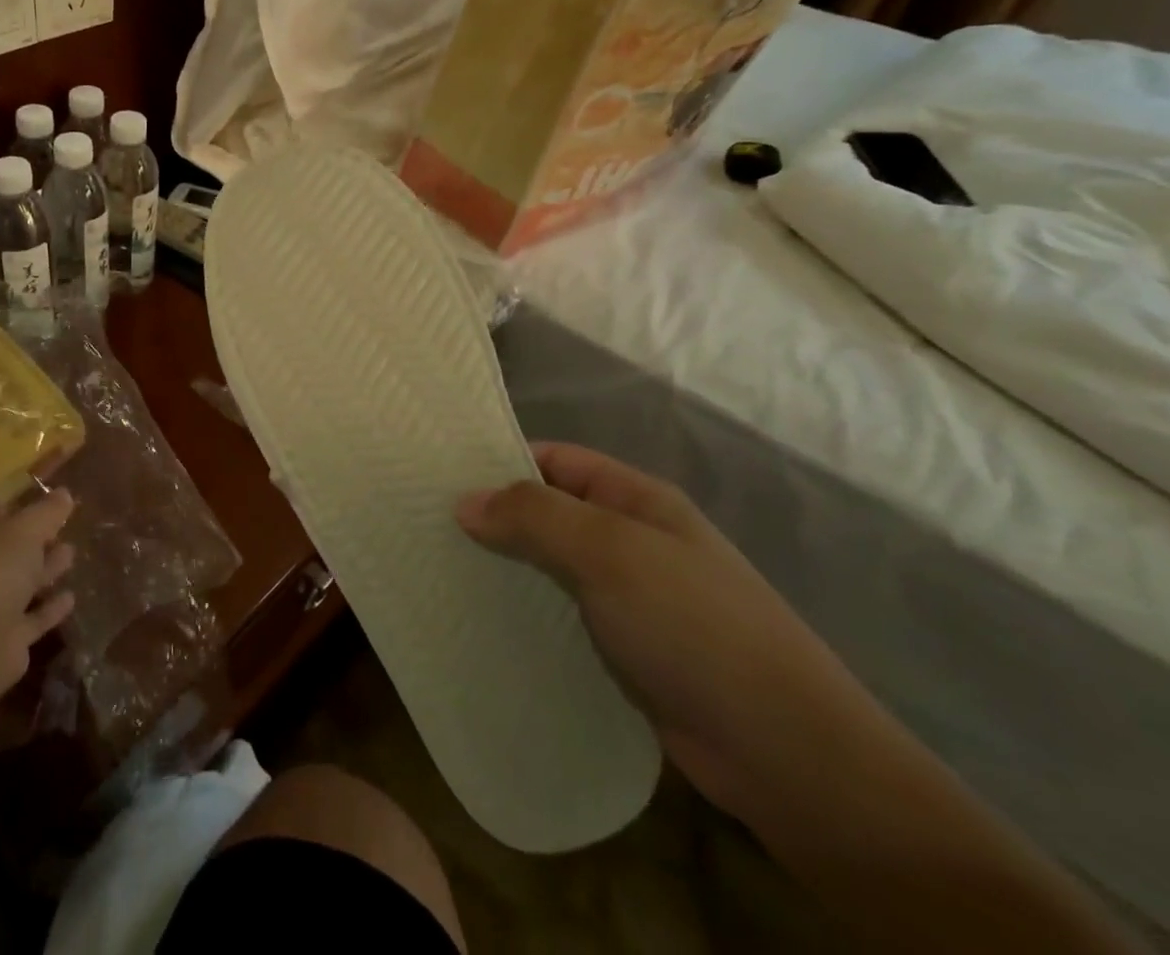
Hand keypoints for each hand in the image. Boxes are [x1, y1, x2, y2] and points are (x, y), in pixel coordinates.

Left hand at [0, 488, 77, 712]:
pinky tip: (72, 596)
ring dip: (46, 568)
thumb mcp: (23, 532)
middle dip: (36, 536)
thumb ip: (46, 512)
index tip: (48, 489)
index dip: (19, 498)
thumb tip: (65, 493)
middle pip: (9, 547)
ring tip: (72, 551)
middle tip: (66, 521)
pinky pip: (33, 617)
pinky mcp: (6, 639)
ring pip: (22, 581)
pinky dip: (50, 607)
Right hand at [456, 443, 886, 821]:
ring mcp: (630, 598)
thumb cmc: (695, 627)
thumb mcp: (610, 552)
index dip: (501, 459)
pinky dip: (526, 614)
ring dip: (505, 568)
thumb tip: (464, 500)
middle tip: (427, 524)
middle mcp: (631, 540)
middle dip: (494, 516)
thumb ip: (534, 516)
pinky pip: (562, 616)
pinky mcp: (626, 651)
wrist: (788, 756)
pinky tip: (484, 623)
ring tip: (440, 571)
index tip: (439, 475)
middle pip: (549, 512)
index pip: (554, 459)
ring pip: (551, 566)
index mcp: (635, 499)